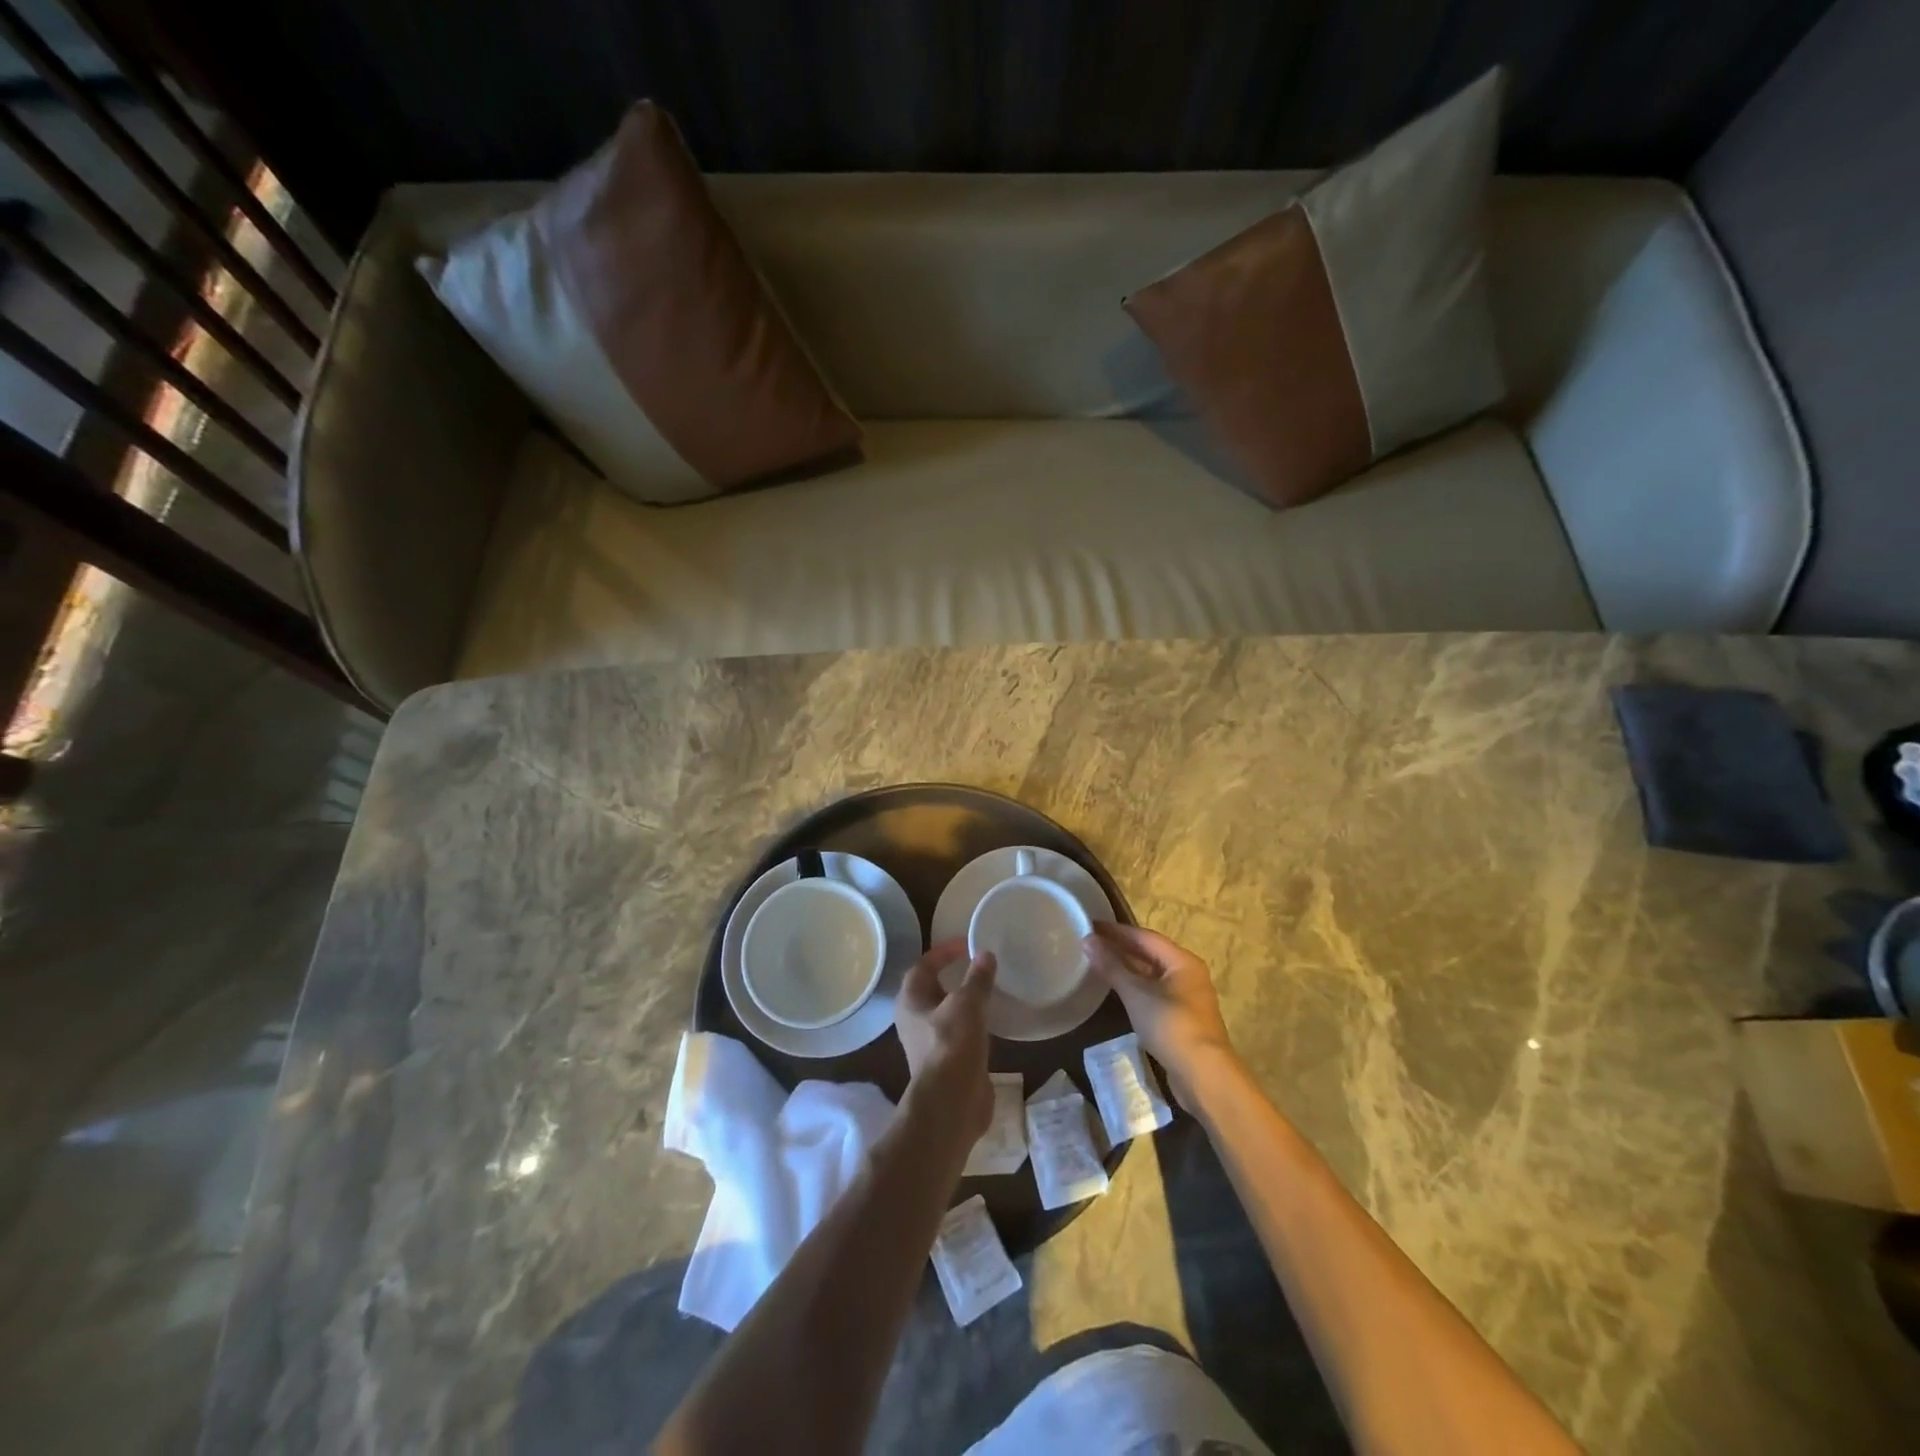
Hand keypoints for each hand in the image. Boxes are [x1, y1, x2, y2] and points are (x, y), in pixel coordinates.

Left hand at [894, 938, 996, 1142]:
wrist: (951, 1102)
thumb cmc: (952, 1044)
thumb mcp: (968, 1004)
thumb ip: (977, 978)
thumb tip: (985, 954)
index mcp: (910, 1000)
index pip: (922, 966)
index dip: (942, 952)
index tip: (966, 944)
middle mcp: (914, 1020)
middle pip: (931, 989)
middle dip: (951, 976)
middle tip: (976, 966)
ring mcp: (928, 1043)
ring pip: (945, 1013)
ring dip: (962, 1001)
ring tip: (986, 991)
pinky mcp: (946, 1062)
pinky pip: (957, 1033)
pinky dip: (972, 1023)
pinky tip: (990, 1022)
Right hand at [1084, 922, 1237, 1104]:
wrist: (1203, 1074)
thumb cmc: (1171, 1025)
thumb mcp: (1136, 994)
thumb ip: (1112, 966)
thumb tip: (1088, 941)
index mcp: (1182, 961)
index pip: (1145, 936)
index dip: (1117, 930)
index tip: (1091, 925)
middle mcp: (1188, 974)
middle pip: (1150, 954)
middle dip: (1121, 948)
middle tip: (1091, 942)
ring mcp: (1186, 997)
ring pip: (1152, 974)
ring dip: (1127, 968)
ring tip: (1099, 963)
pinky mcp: (1181, 1018)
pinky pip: (1154, 992)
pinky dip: (1135, 986)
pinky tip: (1117, 990)